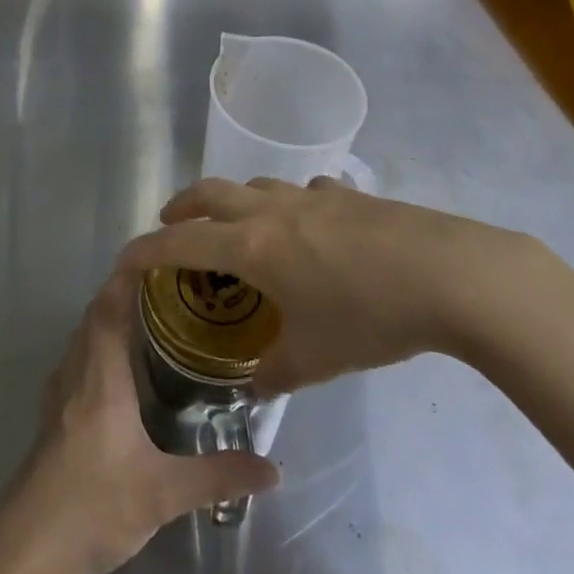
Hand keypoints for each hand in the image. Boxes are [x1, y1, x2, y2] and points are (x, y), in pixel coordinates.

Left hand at [0, 271, 278, 573]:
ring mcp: (59, 395)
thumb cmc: (93, 505)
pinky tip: (121, 371)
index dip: (127, 277)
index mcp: (100, 376)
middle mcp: (75, 373)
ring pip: (83, 338)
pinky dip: (98, 347)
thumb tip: (272, 468)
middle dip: (124, 293)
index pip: (109, 307)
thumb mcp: (162, 493)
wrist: (26, 549)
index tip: (155, 254)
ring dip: (109, 318)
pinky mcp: (53, 418)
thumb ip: (217, 476)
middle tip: (167, 286)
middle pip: (94, 316)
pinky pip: (77, 361)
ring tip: (149, 317)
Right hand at [116, 177, 523, 396]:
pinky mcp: (347, 194)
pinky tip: (306, 226)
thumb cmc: (370, 315)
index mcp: (253, 245)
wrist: (449, 274)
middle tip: (170, 224)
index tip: (124, 259)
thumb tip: (253, 388)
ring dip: (233, 200)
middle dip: (182, 206)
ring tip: (236, 226)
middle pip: (210, 192)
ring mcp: (310, 195)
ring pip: (254, 185)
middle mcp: (272, 209)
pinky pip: (301, 191)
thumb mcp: (317, 357)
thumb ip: (275, 373)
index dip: (146, 249)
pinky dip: (286, 204)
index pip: (180, 241)